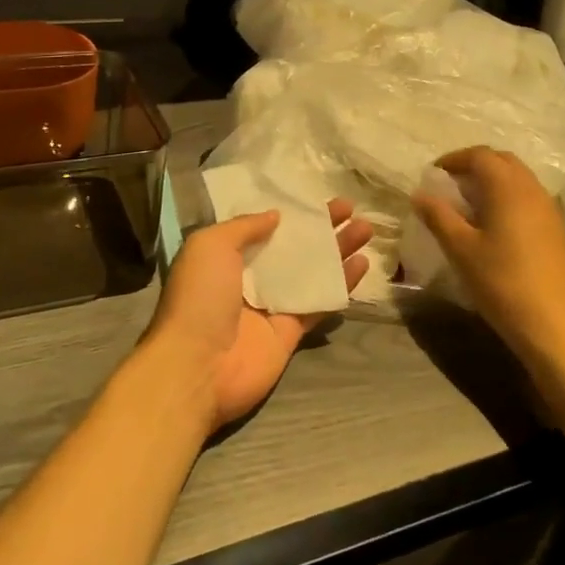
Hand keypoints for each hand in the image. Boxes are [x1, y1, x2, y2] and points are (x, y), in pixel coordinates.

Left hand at [144, 200, 371, 434]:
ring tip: (366, 229)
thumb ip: (244, 226)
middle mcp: (250, 279)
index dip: (291, 213)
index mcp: (226, 257)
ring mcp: (273, 306)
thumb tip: (275, 215)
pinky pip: (320, 303)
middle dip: (322, 228)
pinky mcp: (291, 332)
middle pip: (293, 248)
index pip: (265, 228)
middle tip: (351, 209)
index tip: (318, 199)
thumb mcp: (210, 244)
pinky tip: (363, 264)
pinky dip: (341, 285)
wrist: (198, 365)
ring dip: (338, 251)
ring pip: (312, 272)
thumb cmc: (200, 297)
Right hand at [411, 147, 564, 361]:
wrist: (553, 324)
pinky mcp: (555, 228)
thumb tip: (419, 193)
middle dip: (474, 165)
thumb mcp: (460, 249)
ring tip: (467, 203)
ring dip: (492, 180)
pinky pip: (527, 196)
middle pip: (501, 160)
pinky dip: (506, 196)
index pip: (479, 155)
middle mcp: (531, 188)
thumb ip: (438, 216)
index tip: (433, 175)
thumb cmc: (501, 282)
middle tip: (449, 185)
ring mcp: (547, 208)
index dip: (453, 159)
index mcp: (507, 187)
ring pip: (517, 177)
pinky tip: (492, 223)